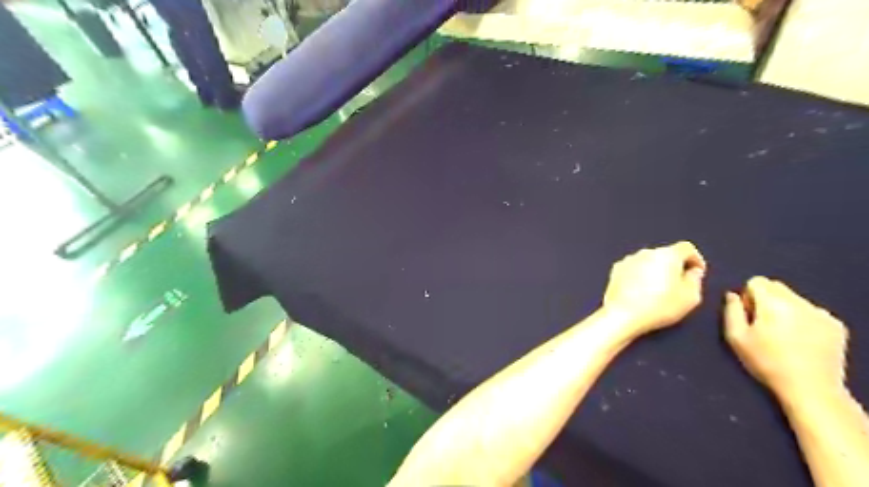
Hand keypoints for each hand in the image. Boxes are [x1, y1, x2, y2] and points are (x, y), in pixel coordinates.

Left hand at [606, 242, 705, 336]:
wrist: (623, 314)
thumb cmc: (659, 306)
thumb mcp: (690, 297)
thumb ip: (695, 280)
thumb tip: (692, 272)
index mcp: (667, 255)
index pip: (686, 248)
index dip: (696, 259)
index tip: (698, 272)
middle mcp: (646, 252)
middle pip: (665, 254)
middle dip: (674, 266)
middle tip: (678, 284)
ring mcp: (628, 260)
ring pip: (648, 261)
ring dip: (655, 270)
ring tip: (658, 290)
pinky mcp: (615, 270)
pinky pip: (633, 269)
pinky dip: (640, 276)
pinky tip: (641, 291)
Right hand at [720, 278, 850, 403]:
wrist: (810, 389)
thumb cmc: (766, 363)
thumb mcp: (736, 338)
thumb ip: (731, 311)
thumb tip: (733, 295)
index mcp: (773, 303)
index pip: (756, 281)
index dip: (748, 296)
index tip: (749, 315)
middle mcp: (799, 302)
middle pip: (776, 286)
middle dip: (766, 298)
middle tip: (763, 323)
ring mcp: (821, 313)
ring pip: (795, 298)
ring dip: (784, 308)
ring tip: (782, 334)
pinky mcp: (836, 325)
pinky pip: (812, 311)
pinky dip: (803, 319)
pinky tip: (801, 339)